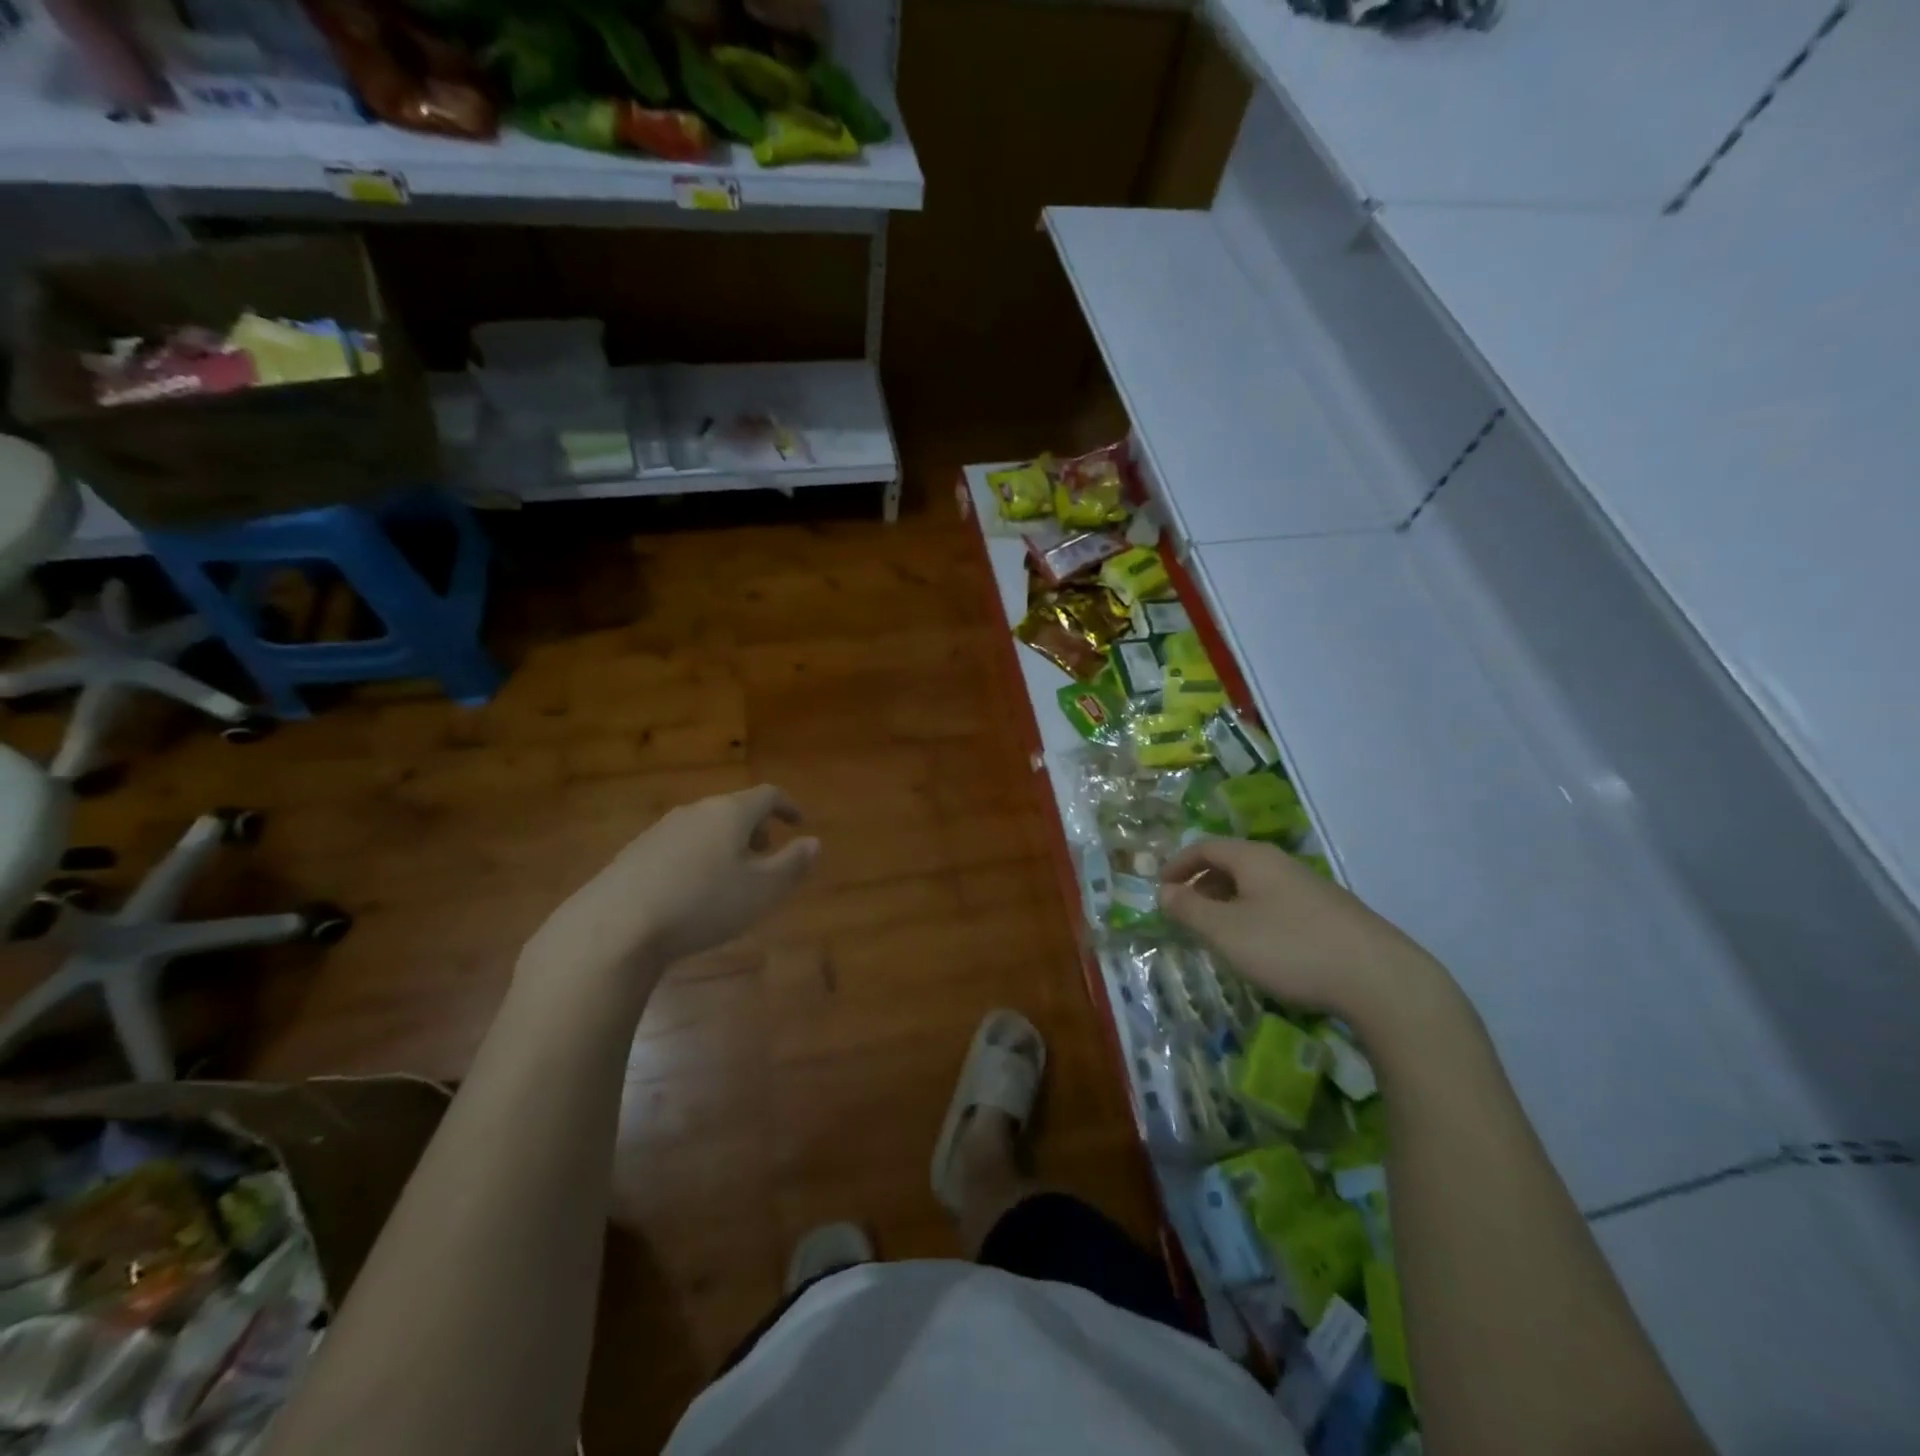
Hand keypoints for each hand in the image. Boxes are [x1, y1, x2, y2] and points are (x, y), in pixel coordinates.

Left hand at [519, 786, 818, 999]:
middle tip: (767, 855)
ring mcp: (660, 830)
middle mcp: (695, 811)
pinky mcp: (634, 853)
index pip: (767, 795)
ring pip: (705, 827)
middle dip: (756, 828)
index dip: (787, 806)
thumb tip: (813, 842)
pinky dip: (698, 858)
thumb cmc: (702, 904)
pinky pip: (680, 846)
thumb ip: (793, 864)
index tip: (798, 822)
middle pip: (734, 809)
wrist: (613, 927)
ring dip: (726, 844)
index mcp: (730, 813)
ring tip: (731, 877)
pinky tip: (691, 892)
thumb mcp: (763, 890)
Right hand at [1158, 838, 1450, 1028]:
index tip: (1160, 887)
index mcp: (1255, 859)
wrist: (1380, 981)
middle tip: (1185, 913)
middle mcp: (1283, 865)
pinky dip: (1255, 917)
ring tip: (1218, 934)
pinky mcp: (1333, 917)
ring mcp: (1313, 890)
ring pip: (1257, 887)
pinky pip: (1279, 905)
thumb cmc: (1290, 948)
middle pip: (1232, 864)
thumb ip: (1189, 910)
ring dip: (1229, 903)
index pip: (1206, 847)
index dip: (1178, 864)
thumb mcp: (1226, 931)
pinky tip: (1262, 949)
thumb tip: (1165, 892)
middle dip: (1202, 884)